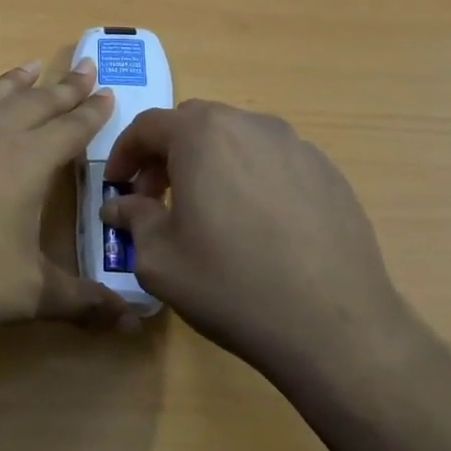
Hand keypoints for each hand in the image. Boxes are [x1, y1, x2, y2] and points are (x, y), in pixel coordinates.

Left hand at [0, 59, 128, 345]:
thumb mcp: (31, 296)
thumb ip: (83, 303)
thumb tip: (133, 321)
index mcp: (25, 163)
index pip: (70, 129)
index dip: (92, 112)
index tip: (108, 92)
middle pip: (33, 105)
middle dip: (62, 87)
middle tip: (83, 66)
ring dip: (9, 84)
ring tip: (28, 66)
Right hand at [101, 101, 417, 389]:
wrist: (334, 326)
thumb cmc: (230, 285)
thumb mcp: (160, 259)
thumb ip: (133, 220)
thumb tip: (120, 206)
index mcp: (202, 135)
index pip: (148, 126)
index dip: (124, 153)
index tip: (117, 185)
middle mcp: (250, 125)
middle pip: (194, 124)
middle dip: (166, 154)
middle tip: (156, 196)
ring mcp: (297, 146)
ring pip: (237, 139)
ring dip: (210, 162)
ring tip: (207, 210)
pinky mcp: (329, 173)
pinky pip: (274, 161)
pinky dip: (250, 177)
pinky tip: (255, 224)